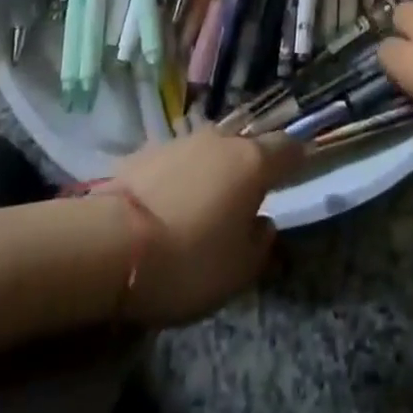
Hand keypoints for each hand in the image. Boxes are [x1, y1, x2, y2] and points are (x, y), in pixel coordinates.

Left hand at [111, 129, 301, 326]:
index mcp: (252, 163)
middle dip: (251, 167)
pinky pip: (178, 161)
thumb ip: (260, 244)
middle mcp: (221, 140)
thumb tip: (263, 222)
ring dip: (214, 171)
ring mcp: (183, 140)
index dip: (297, 159)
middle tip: (247, 198)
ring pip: (210, 151)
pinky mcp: (148, 149)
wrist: (112, 242)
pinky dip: (182, 177)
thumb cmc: (188, 261)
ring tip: (205, 205)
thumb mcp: (237, 272)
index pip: (288, 148)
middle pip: (246, 146)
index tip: (300, 171)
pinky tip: (170, 205)